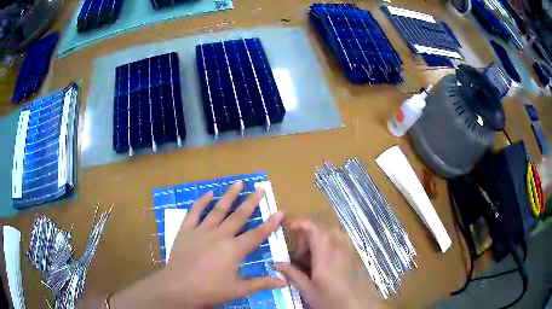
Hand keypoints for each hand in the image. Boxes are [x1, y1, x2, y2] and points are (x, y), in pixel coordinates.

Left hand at [110, 182, 285, 307]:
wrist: (179, 287)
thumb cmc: (210, 290)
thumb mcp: (238, 290)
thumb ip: (261, 283)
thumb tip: (283, 281)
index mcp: (234, 249)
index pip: (257, 234)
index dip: (270, 224)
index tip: (279, 211)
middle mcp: (220, 235)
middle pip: (238, 216)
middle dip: (251, 202)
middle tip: (260, 188)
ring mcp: (202, 231)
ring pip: (218, 210)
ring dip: (229, 196)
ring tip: (238, 183)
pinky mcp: (186, 230)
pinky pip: (194, 212)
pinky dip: (201, 202)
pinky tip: (208, 193)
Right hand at [276, 220, 383, 308]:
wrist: (360, 305)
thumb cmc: (332, 298)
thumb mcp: (308, 289)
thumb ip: (292, 274)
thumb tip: (276, 264)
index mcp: (325, 250)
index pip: (311, 226)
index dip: (298, 223)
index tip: (287, 229)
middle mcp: (339, 244)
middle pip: (319, 231)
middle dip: (305, 241)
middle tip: (297, 260)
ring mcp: (349, 248)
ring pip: (330, 237)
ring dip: (317, 245)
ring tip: (311, 265)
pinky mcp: (355, 254)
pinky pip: (339, 243)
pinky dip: (328, 248)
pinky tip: (325, 267)